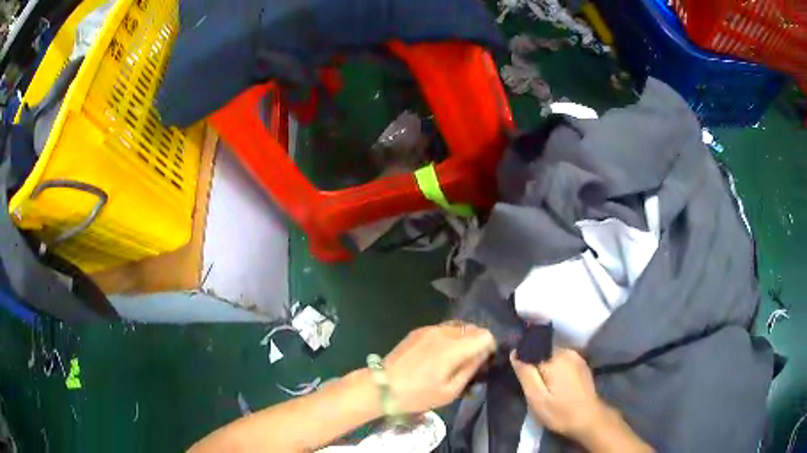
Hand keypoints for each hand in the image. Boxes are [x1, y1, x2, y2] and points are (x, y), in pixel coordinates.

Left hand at [383, 323, 495, 413]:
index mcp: (454, 348)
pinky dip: (449, 337)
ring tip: (455, 358)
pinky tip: (439, 354)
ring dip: (463, 339)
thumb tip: (483, 355)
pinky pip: (443, 328)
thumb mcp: (450, 391)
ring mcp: (430, 329)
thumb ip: (470, 369)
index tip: (483, 362)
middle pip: (473, 328)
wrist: (382, 386)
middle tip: (471, 361)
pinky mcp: (419, 331)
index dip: (489, 347)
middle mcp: (444, 332)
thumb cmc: (418, 394)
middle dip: (477, 342)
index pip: (485, 335)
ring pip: (458, 326)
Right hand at [510, 348, 606, 438]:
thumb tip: (515, 352)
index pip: (531, 350)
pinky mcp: (582, 365)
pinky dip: (556, 369)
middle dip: (535, 365)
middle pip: (542, 352)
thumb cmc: (560, 412)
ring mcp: (577, 357)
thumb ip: (525, 374)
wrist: (590, 419)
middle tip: (532, 387)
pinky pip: (563, 360)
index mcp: (555, 358)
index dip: (523, 361)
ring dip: (545, 367)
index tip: (520, 376)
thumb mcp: (537, 398)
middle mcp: (567, 352)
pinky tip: (556, 385)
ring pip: (553, 356)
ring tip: (544, 387)